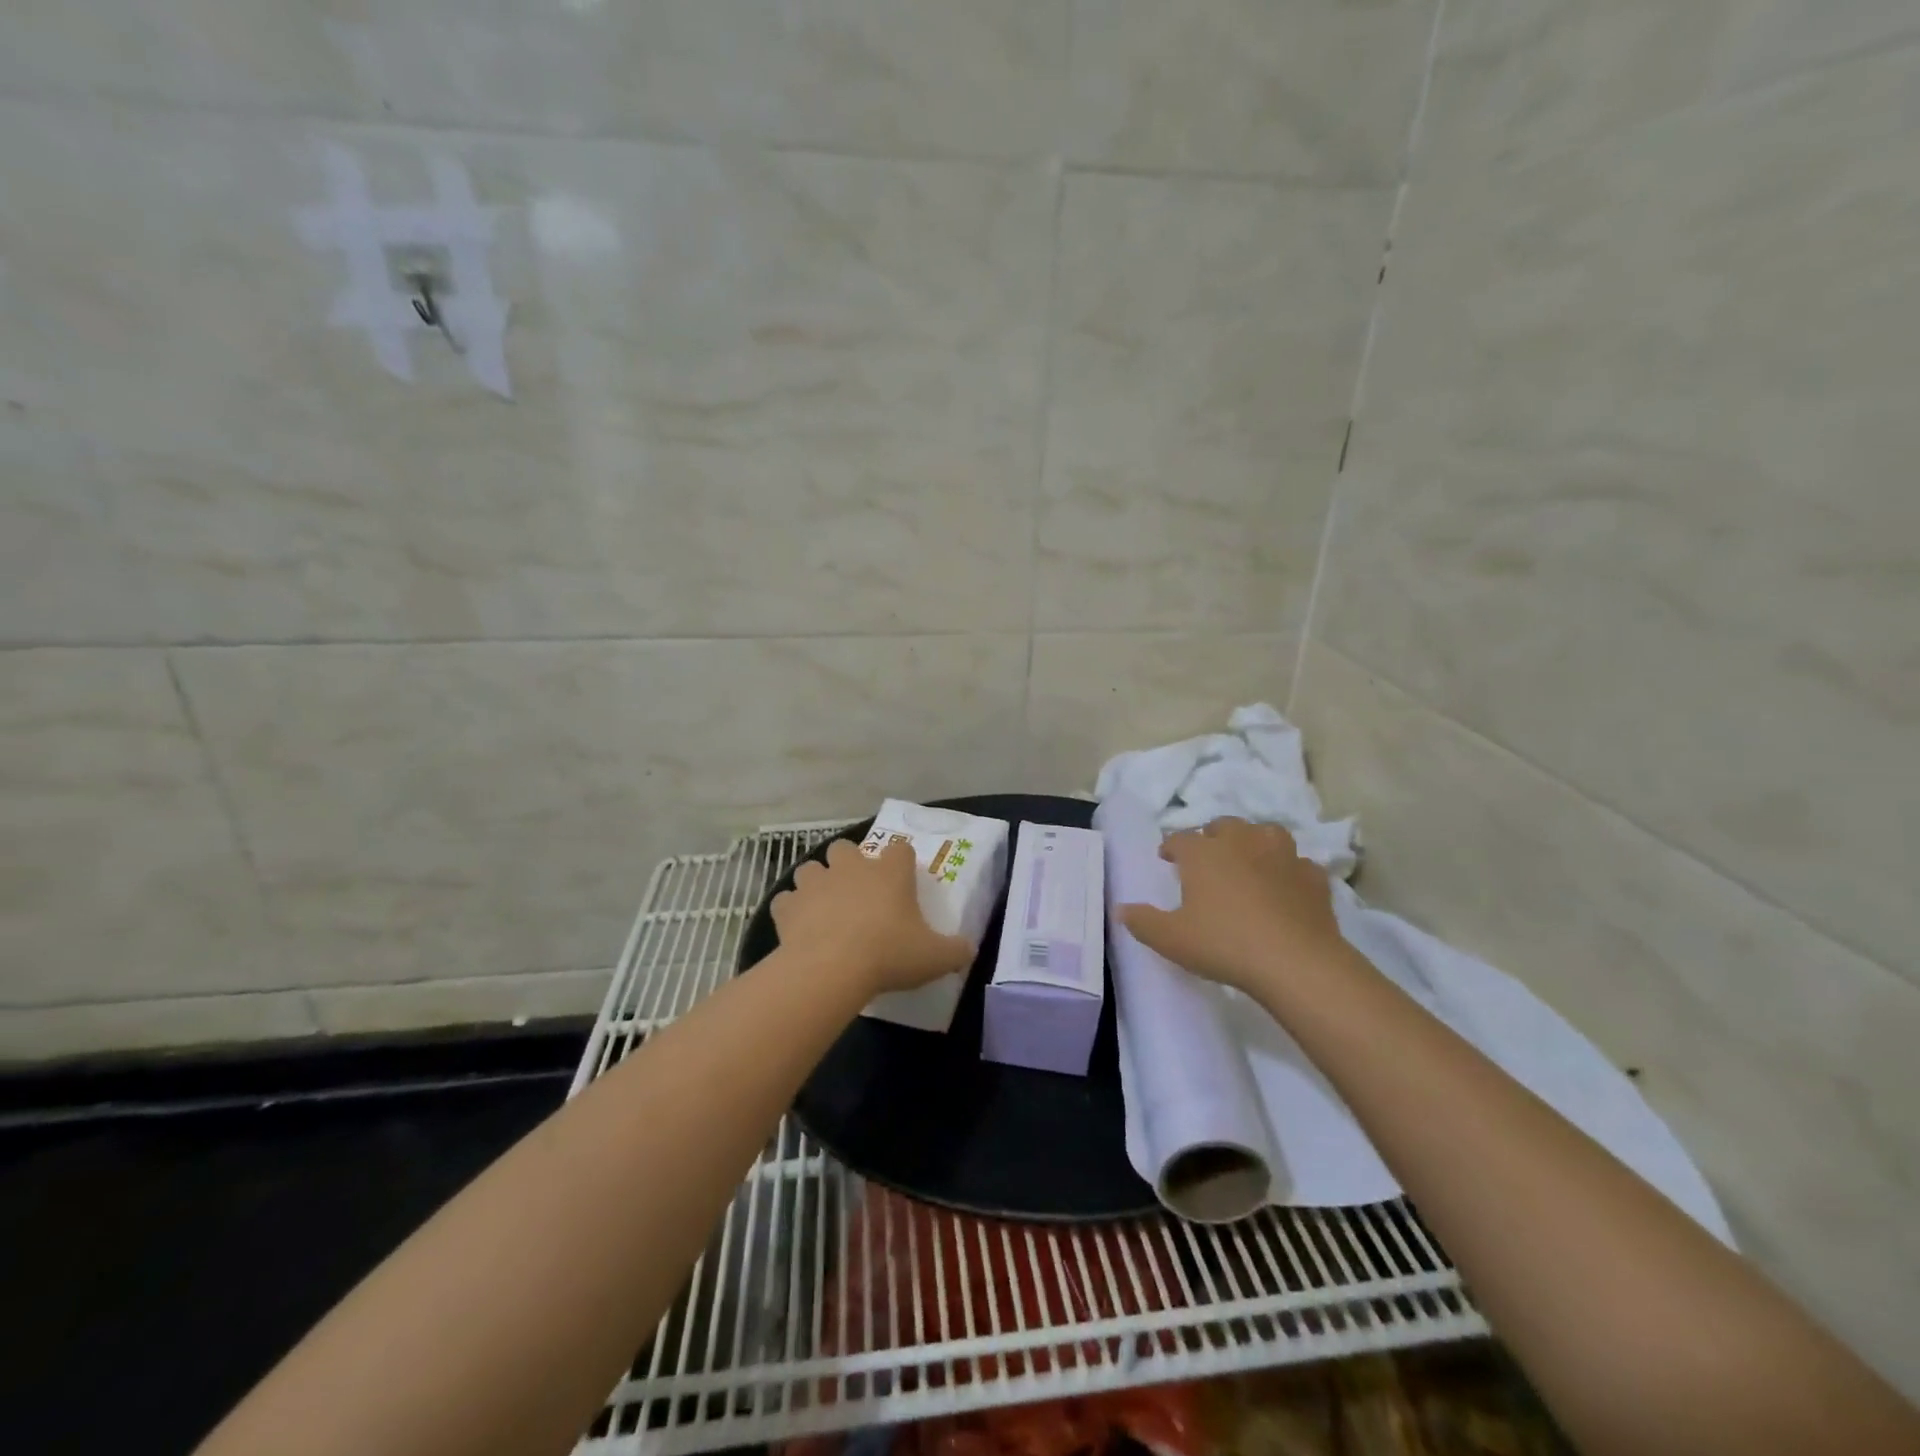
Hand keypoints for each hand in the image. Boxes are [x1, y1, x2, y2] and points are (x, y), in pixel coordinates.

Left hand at [771, 837, 974, 995]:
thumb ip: (956, 950)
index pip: (900, 849)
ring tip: (824, 908)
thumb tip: (970, 949)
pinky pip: (787, 900)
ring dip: (817, 883)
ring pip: (811, 868)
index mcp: (890, 872)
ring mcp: (816, 883)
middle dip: (849, 865)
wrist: (831, 968)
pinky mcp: (788, 905)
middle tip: (857, 893)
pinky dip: (791, 910)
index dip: (901, 863)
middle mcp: (851, 867)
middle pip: (846, 849)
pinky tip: (799, 927)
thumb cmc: (889, 954)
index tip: (902, 882)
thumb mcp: (935, 957)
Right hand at [1119, 817, 1345, 993]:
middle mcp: (1242, 842)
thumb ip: (1143, 922)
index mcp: (1203, 853)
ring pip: (1265, 833)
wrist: (1295, 962)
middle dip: (1213, 837)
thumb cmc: (1224, 944)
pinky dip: (1288, 871)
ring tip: (1248, 862)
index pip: (1180, 839)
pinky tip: (1285, 887)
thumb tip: (1120, 910)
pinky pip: (1298, 864)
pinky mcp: (1313, 876)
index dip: (1171, 847)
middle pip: (1223, 825)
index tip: (1167, 860)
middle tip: (1207, 860)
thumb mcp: (1171, 939)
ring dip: (1254, 842)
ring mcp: (1282, 855)